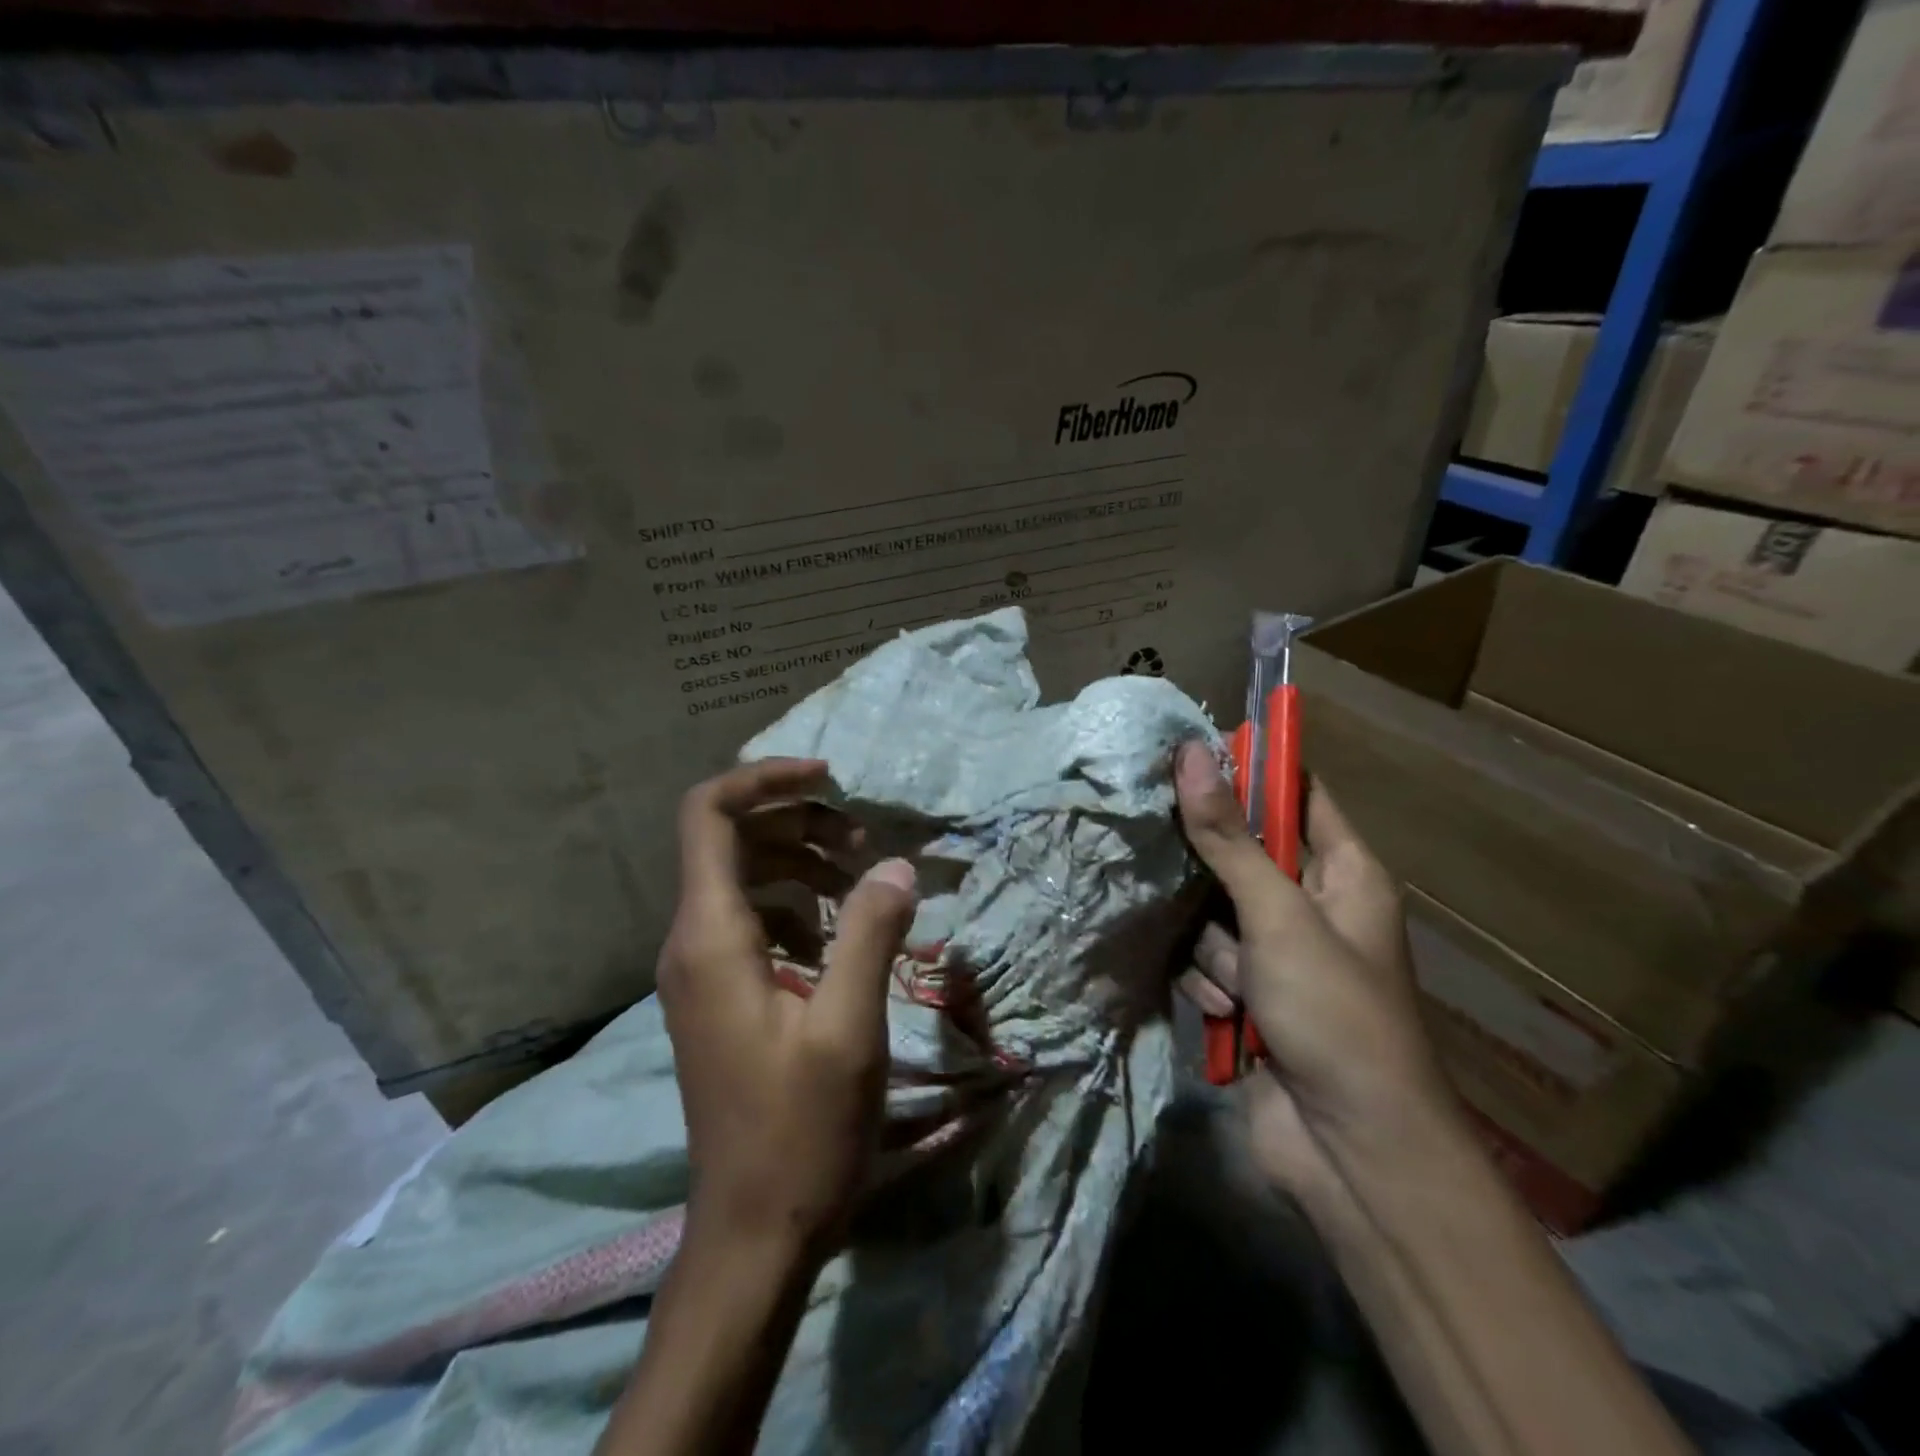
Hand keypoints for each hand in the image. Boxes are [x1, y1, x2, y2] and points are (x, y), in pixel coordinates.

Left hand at [659, 758, 917, 1260]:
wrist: (753, 1231)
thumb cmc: (800, 1131)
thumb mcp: (848, 1027)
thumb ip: (869, 933)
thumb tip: (895, 865)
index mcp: (711, 936)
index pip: (709, 815)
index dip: (764, 779)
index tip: (829, 778)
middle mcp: (691, 942)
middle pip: (732, 839)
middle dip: (799, 821)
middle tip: (865, 840)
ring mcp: (701, 971)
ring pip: (745, 878)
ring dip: (803, 862)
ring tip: (864, 879)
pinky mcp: (720, 995)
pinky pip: (754, 920)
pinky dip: (797, 905)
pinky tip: (841, 935)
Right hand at [1172, 742, 1453, 1197]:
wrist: (1351, 1153)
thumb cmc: (1335, 1015)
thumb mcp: (1278, 916)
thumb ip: (1228, 838)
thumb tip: (1193, 754)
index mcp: (1345, 874)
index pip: (1297, 795)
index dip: (1251, 771)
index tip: (1191, 755)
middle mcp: (1311, 907)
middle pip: (1240, 854)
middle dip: (1212, 874)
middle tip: (1176, 863)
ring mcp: (1277, 955)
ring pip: (1212, 914)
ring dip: (1215, 949)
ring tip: (1240, 986)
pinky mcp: (1247, 996)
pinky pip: (1206, 962)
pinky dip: (1211, 986)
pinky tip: (1230, 1016)